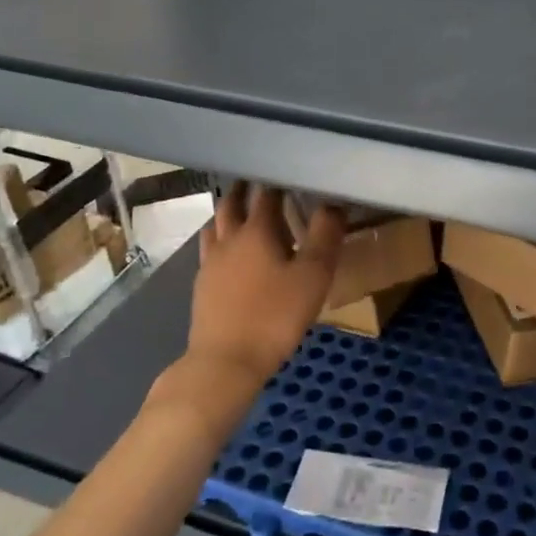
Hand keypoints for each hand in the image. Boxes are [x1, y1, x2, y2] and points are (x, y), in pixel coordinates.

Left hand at [183, 182, 342, 392]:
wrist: (226, 361)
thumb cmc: (274, 316)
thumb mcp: (313, 276)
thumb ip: (325, 236)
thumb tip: (334, 202)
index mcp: (256, 231)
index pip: (266, 194)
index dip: (277, 181)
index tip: (289, 173)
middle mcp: (228, 239)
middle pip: (231, 204)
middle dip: (245, 190)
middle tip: (259, 183)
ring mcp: (210, 263)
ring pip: (215, 225)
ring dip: (227, 213)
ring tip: (240, 212)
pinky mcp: (202, 286)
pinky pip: (210, 250)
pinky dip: (220, 240)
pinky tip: (229, 255)